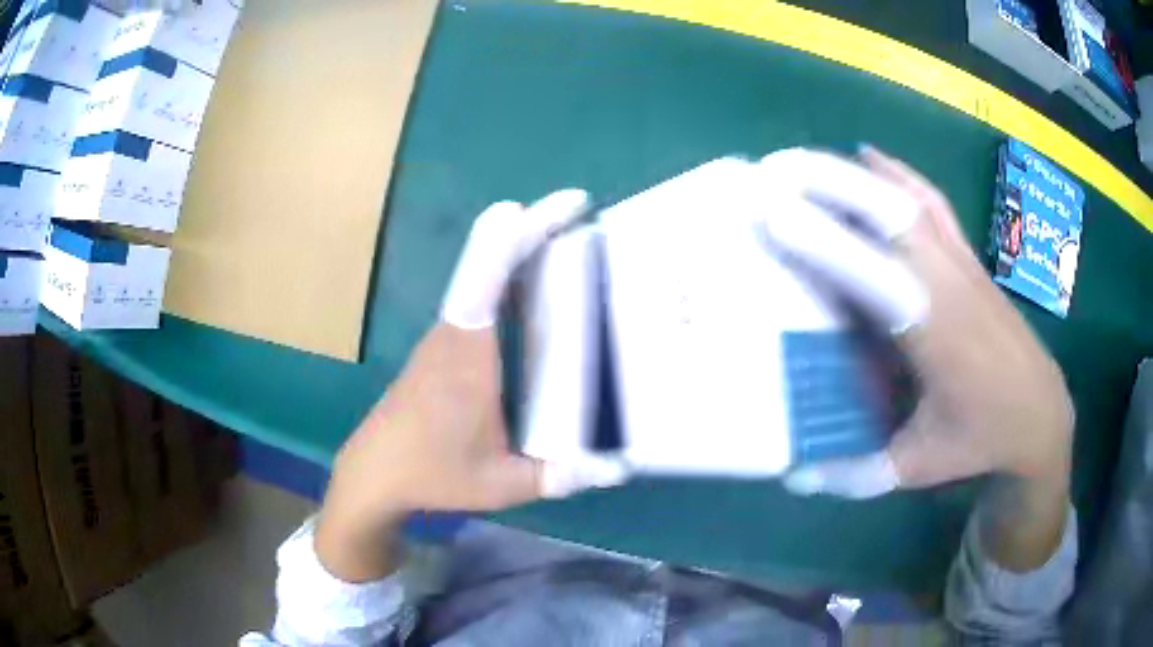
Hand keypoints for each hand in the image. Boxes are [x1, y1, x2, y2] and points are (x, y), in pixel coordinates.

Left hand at [317, 190, 627, 581]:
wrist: (377, 472)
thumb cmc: (434, 474)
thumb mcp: (502, 484)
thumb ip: (560, 476)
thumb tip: (619, 469)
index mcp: (468, 357)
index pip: (485, 282)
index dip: (512, 240)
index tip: (548, 208)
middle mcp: (455, 333)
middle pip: (488, 262)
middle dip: (531, 228)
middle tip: (577, 208)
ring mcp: (446, 335)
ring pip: (482, 274)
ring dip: (518, 245)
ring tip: (567, 233)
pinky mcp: (444, 344)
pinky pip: (478, 292)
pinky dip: (505, 271)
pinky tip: (534, 279)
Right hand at [753, 147, 1073, 498]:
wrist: (1039, 410)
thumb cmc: (980, 438)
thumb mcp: (918, 466)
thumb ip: (856, 473)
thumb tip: (793, 475)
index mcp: (936, 336)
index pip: (878, 277)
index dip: (827, 243)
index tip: (771, 214)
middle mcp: (948, 284)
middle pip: (891, 213)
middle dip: (830, 182)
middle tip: (771, 171)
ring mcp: (960, 262)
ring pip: (906, 199)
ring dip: (853, 173)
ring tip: (801, 162)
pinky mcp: (967, 256)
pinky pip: (930, 201)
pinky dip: (897, 173)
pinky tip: (870, 157)